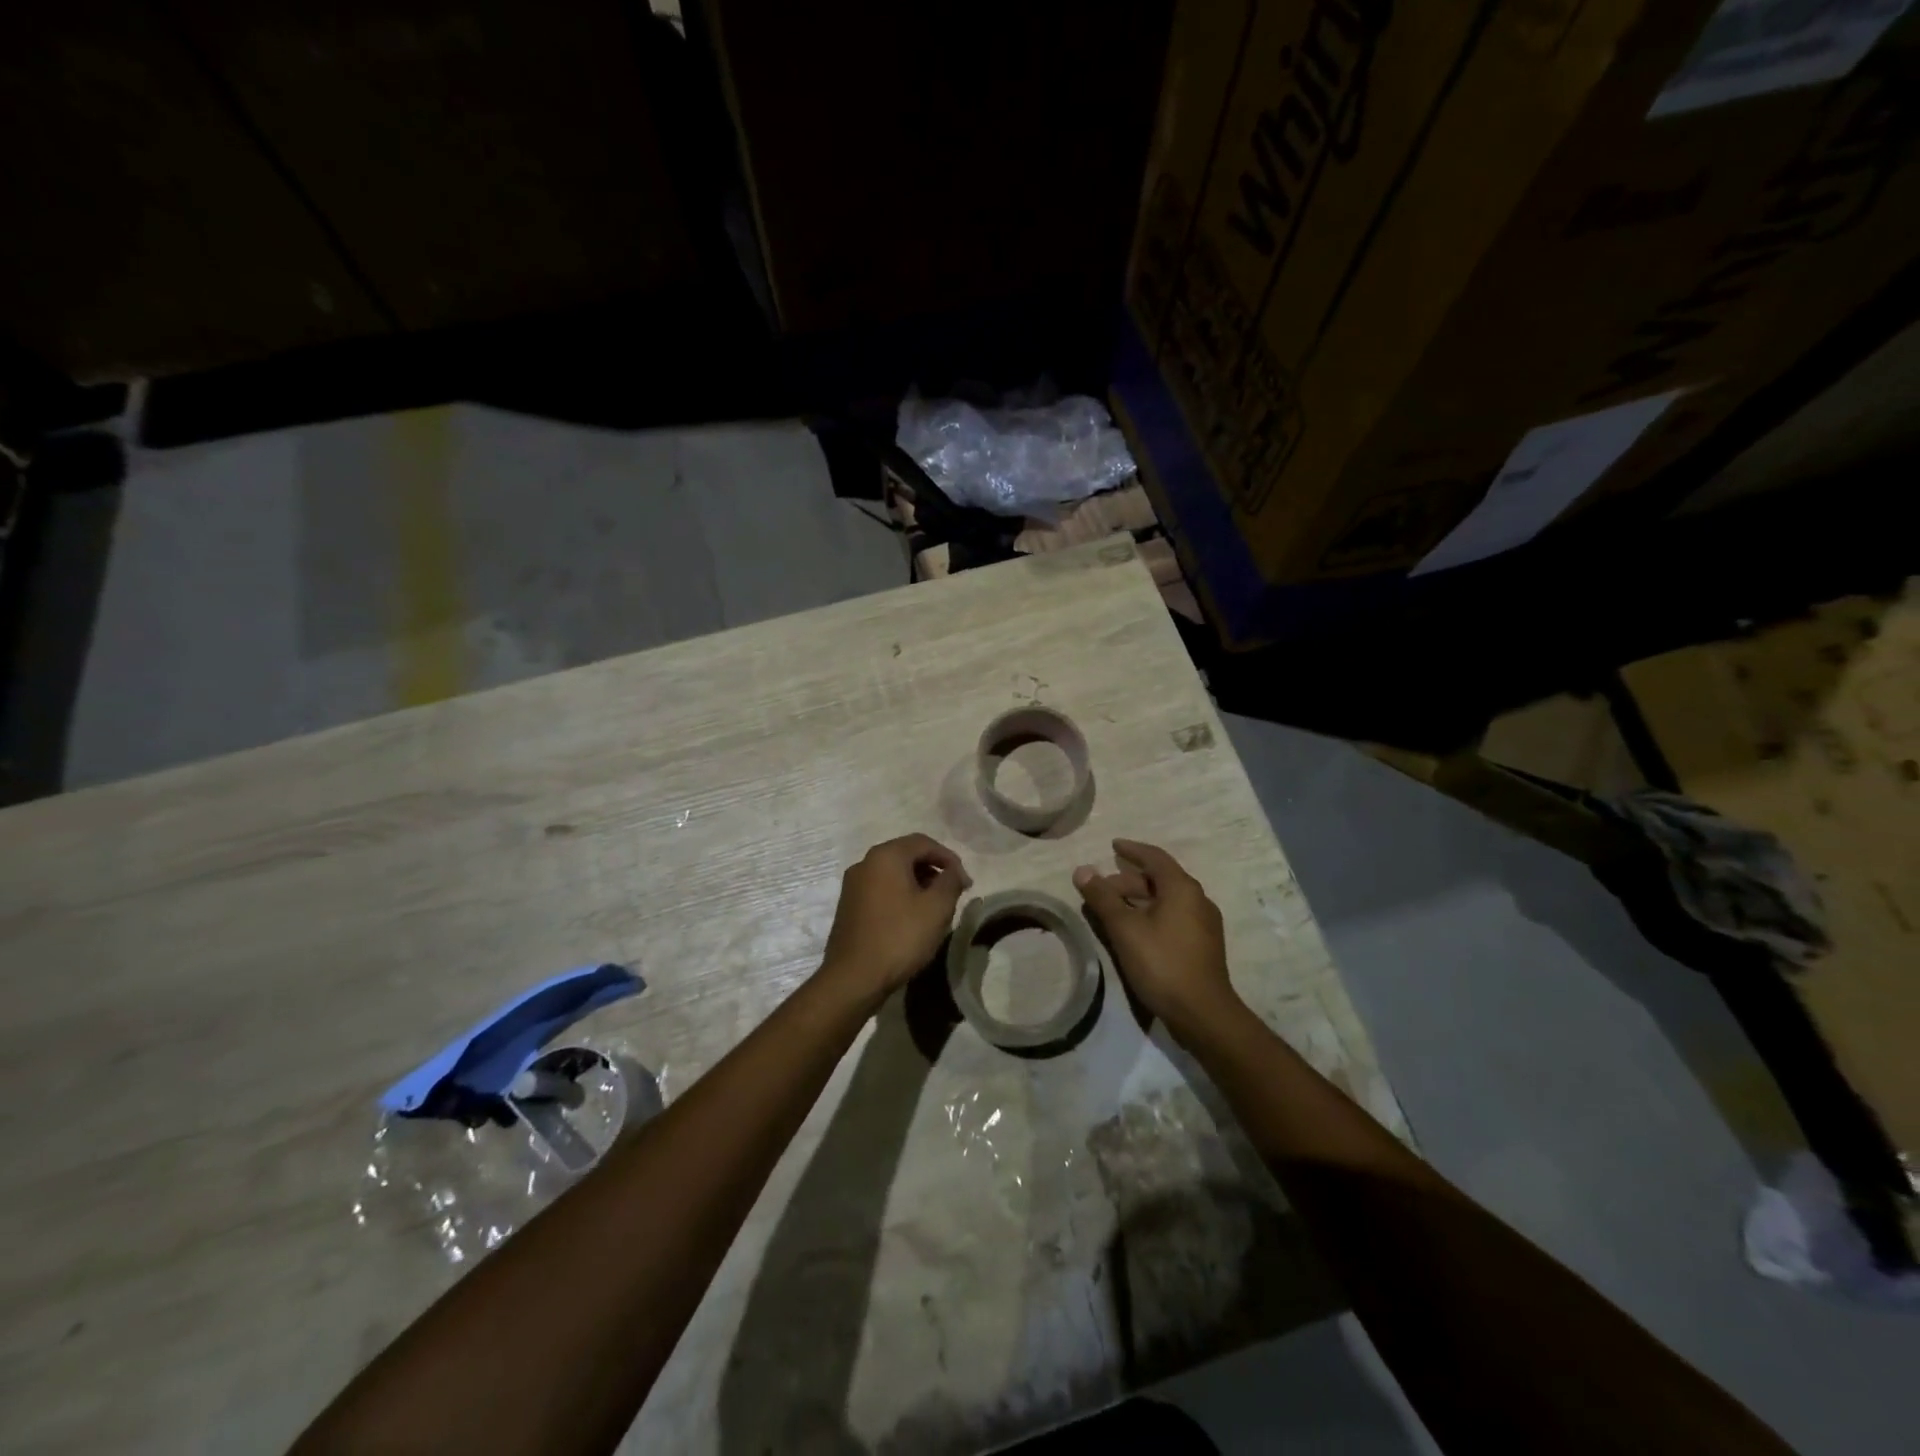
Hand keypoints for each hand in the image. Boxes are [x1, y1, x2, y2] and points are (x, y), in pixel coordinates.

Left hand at [819, 834, 970, 1006]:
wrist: (853, 978)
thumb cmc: (900, 937)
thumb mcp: (937, 908)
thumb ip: (951, 882)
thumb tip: (954, 872)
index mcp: (886, 856)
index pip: (924, 842)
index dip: (949, 858)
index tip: (965, 882)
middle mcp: (865, 863)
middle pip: (906, 855)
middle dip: (933, 869)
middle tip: (953, 892)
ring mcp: (853, 885)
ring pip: (893, 873)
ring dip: (917, 882)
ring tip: (935, 906)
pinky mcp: (848, 906)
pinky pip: (880, 889)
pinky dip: (900, 894)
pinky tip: (911, 917)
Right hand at [1073, 839, 1239, 1040]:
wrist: (1203, 1014)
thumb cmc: (1162, 963)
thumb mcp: (1125, 928)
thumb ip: (1102, 898)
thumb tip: (1082, 870)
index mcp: (1182, 888)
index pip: (1155, 857)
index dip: (1131, 849)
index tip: (1112, 845)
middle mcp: (1198, 900)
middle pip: (1159, 880)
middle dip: (1128, 881)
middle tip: (1101, 889)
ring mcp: (1204, 924)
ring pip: (1166, 901)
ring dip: (1138, 900)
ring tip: (1112, 910)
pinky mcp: (1203, 945)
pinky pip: (1173, 917)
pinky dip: (1151, 915)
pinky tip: (1134, 932)